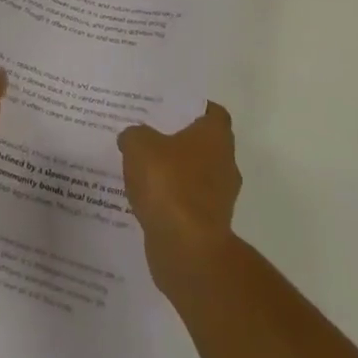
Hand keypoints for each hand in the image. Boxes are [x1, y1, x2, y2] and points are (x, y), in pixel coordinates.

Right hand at [118, 102, 241, 293]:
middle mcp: (226, 163)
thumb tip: (132, 137)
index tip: (169, 108)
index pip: (212, 112)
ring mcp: (220, 198)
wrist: (187, 249)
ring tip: (141, 169)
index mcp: (216, 136)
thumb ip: (134, 135)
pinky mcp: (209, 226)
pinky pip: (187, 204)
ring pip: (195, 175)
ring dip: (174, 174)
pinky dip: (171, 201)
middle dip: (179, 141)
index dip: (192, 108)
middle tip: (149, 135)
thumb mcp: (139, 145)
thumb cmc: (168, 184)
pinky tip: (145, 200)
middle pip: (203, 144)